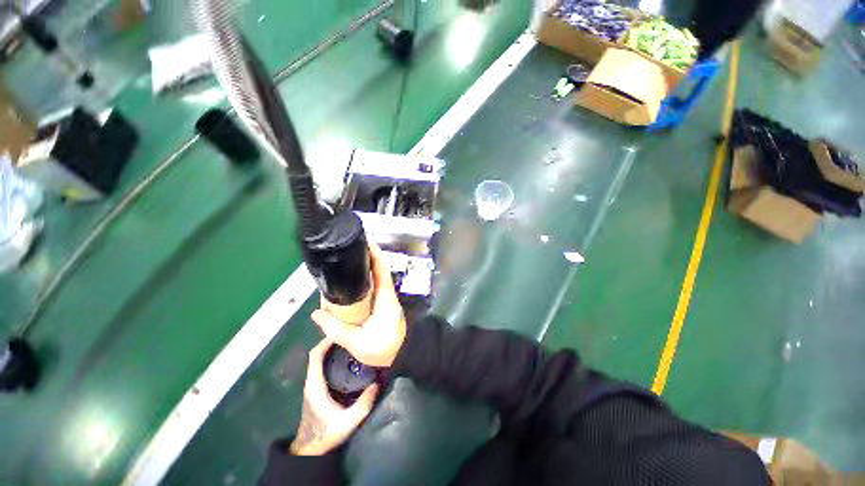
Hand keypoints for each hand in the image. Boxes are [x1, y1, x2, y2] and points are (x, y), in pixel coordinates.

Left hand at [290, 338, 378, 455]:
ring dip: (329, 349)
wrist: (310, 450)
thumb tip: (377, 384)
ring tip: (348, 342)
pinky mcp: (315, 388)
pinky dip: (329, 357)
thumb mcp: (348, 422)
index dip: (325, 342)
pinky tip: (344, 358)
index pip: (315, 356)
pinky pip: (319, 366)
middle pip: (316, 354)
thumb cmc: (326, 434)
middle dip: (330, 341)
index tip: (340, 331)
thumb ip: (363, 404)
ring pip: (317, 359)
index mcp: (315, 386)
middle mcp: (311, 382)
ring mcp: (312, 385)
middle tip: (348, 334)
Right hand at [313, 243, 406, 367]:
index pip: (381, 267)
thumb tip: (316, 313)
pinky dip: (359, 282)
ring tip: (341, 266)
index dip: (373, 251)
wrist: (403, 355)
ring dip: (360, 269)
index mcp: (385, 296)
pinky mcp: (382, 302)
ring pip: (372, 277)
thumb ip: (335, 329)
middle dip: (361, 257)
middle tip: (343, 253)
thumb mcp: (357, 342)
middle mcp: (386, 292)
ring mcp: (384, 296)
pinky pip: (370, 287)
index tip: (362, 240)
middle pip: (376, 268)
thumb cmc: (385, 348)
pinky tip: (346, 285)